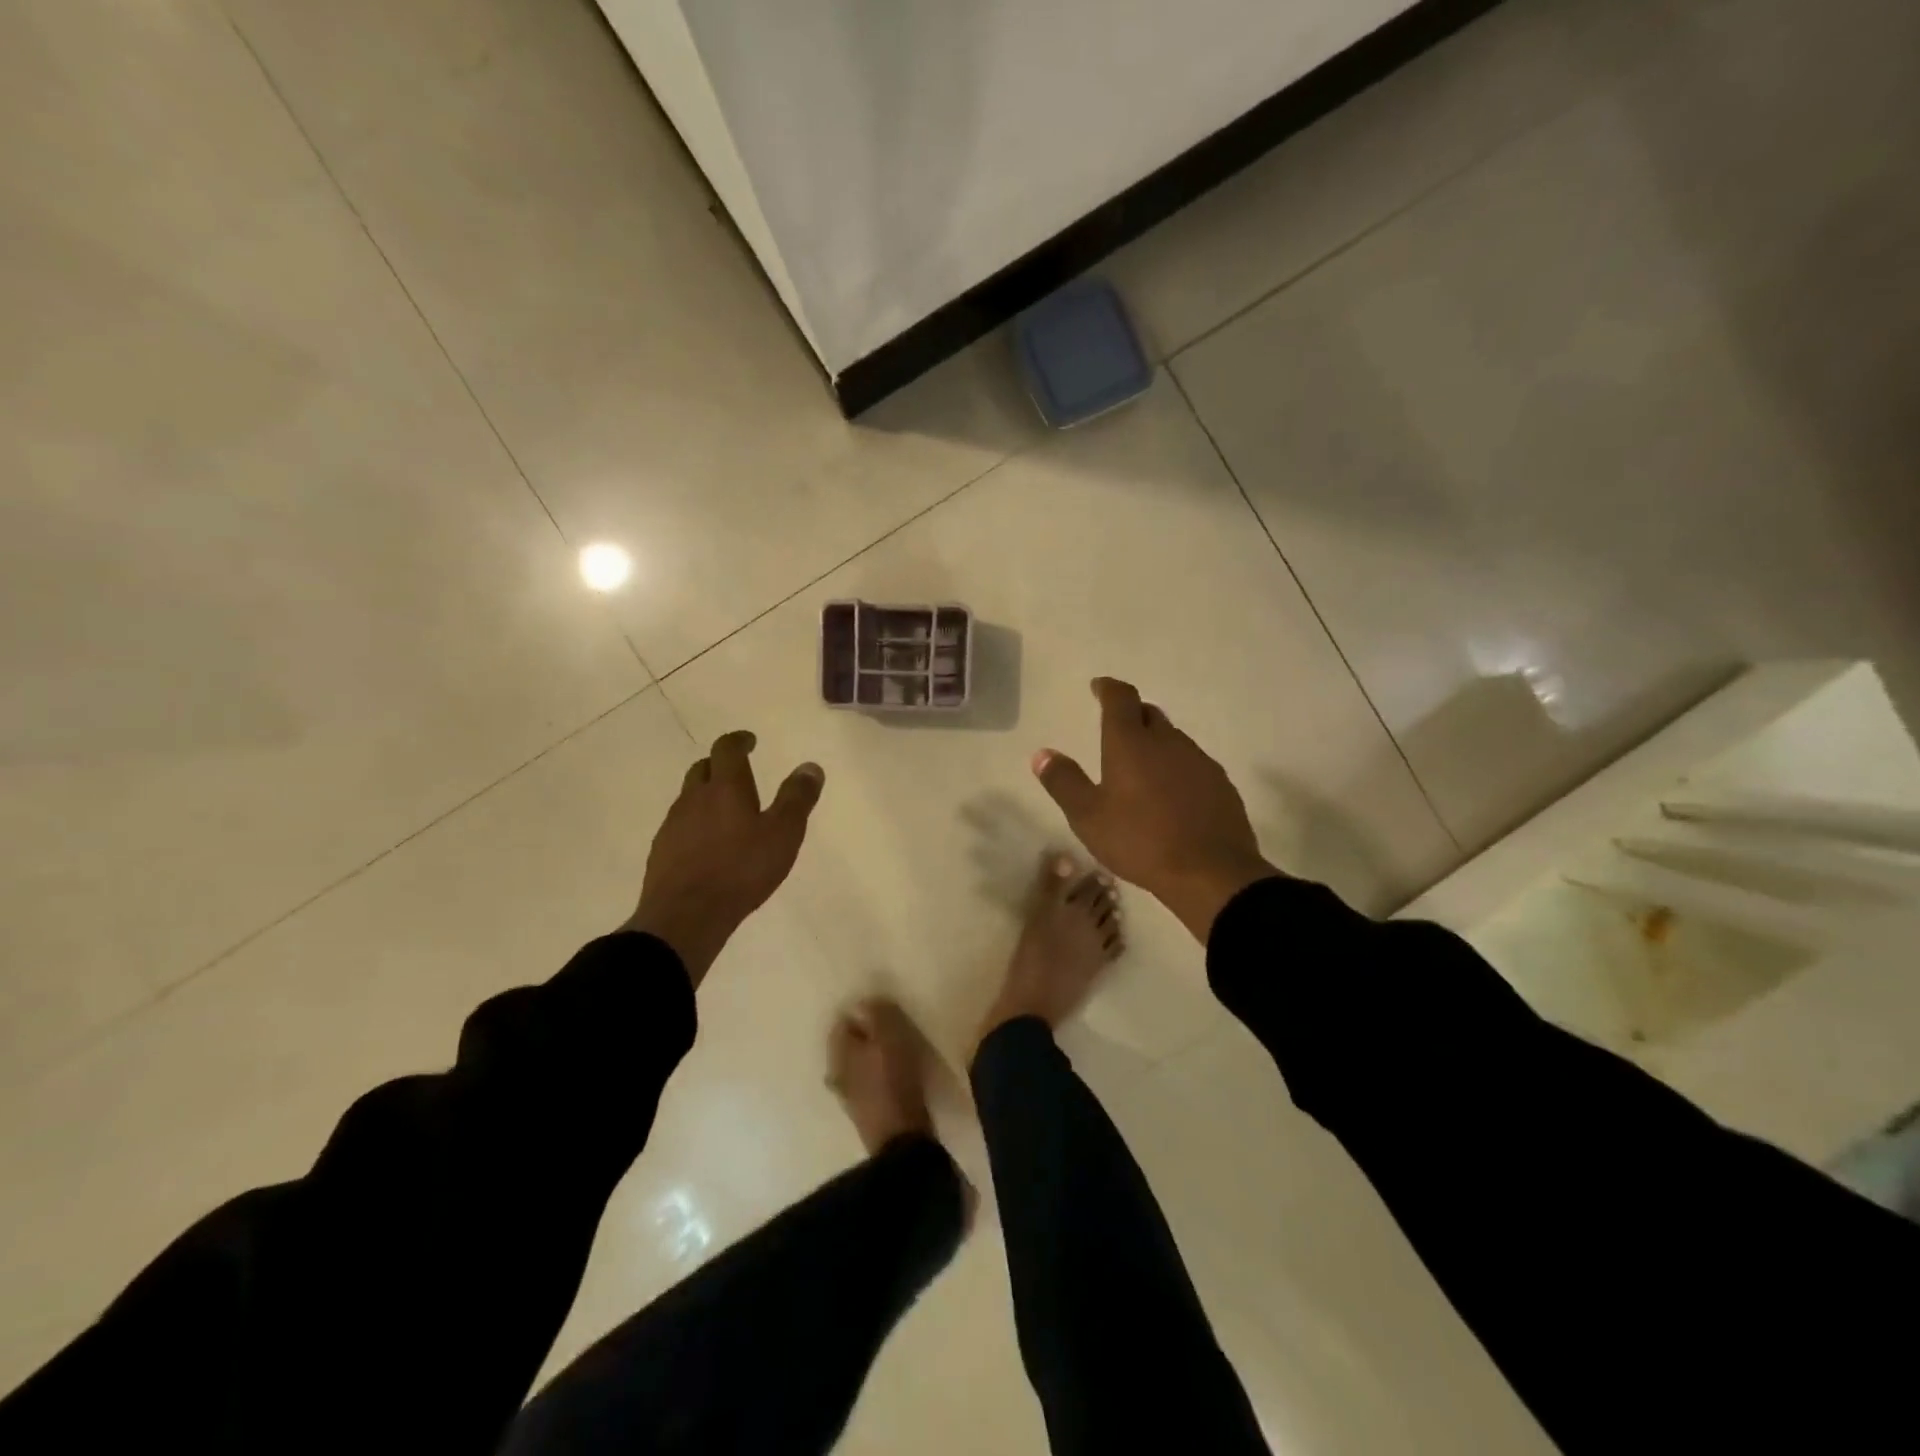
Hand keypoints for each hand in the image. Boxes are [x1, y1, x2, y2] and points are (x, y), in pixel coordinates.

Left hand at [624, 731, 824, 985]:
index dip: (739, 741)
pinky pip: (680, 825)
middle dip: (720, 765)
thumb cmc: (741, 870)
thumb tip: (810, 766)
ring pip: (689, 797)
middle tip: (739, 772)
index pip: (727, 749)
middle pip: (703, 768)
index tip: (750, 741)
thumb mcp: (783, 834)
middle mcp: (694, 798)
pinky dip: (695, 823)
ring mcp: (673, 825)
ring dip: (706, 795)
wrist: (685, 916)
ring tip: (726, 811)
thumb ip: (797, 799)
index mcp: (725, 787)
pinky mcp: (661, 851)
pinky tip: (707, 844)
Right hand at [1032, 678, 1276, 942]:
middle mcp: (1167, 742)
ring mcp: (1199, 761)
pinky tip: (1172, 795)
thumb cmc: (1140, 841)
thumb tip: (1042, 754)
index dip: (1108, 688)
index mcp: (1131, 743)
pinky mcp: (1220, 783)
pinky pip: (1193, 764)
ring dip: (1155, 743)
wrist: (1211, 872)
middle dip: (1131, 715)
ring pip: (1173, 739)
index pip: (1120, 698)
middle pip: (1149, 714)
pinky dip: (1177, 768)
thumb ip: (1064, 782)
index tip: (1098, 686)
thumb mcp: (1088, 817)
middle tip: (1116, 729)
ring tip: (1142, 768)